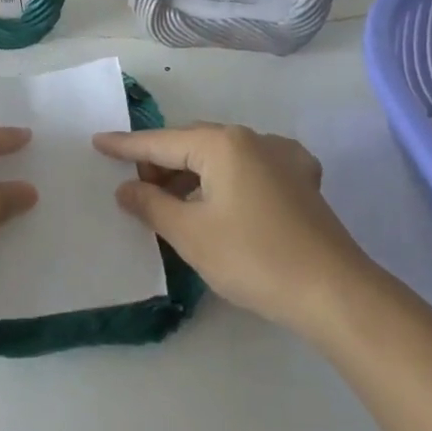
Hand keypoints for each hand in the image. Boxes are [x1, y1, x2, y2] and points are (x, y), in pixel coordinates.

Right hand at [94, 123, 364, 334]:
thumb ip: (151, 205)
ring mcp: (283, 157)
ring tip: (172, 202)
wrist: (333, 292)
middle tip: (136, 190)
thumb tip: (126, 188)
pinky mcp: (302, 180)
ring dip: (193, 174)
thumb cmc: (252, 259)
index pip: (161, 142)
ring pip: (222, 156)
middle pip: (192, 143)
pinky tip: (225, 198)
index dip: (126, 146)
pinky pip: (251, 168)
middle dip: (161, 163)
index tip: (98, 142)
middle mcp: (253, 138)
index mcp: (222, 144)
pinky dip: (227, 179)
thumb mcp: (190, 234)